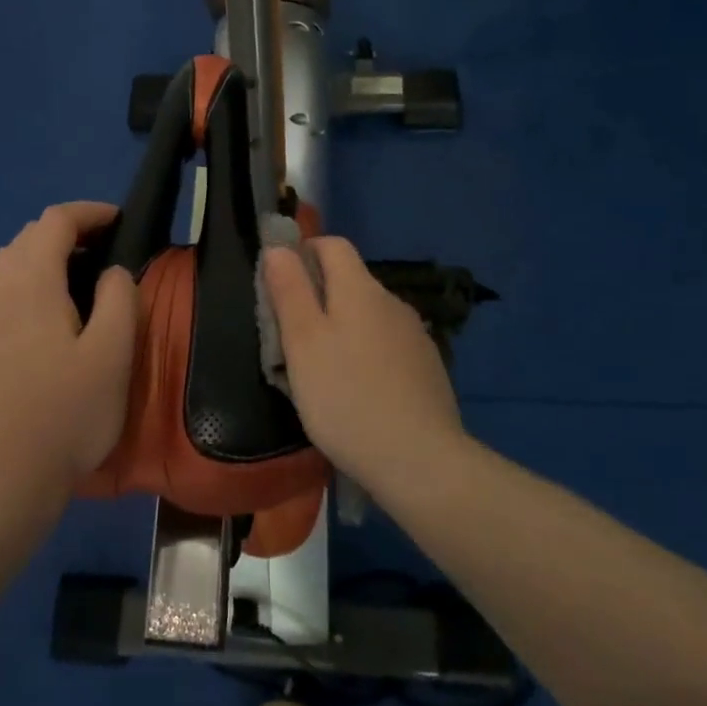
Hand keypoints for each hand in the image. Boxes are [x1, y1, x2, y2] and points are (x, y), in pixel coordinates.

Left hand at [0, 202, 137, 495]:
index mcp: (30, 283)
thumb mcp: (114, 354)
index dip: (88, 213)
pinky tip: (32, 333)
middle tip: (100, 257)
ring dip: (38, 264)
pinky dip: (16, 297)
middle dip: (64, 235)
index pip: (54, 221)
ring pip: (2, 270)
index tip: (118, 222)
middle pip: (25, 240)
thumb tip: (111, 272)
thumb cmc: (67, 414)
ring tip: (69, 290)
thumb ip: (118, 298)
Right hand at [261, 238, 465, 491]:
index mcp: (360, 289)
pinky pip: (386, 345)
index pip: (332, 245)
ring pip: (368, 316)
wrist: (420, 460)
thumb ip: (289, 290)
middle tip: (291, 338)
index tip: (281, 285)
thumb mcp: (303, 343)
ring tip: (321, 371)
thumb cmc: (346, 397)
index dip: (304, 253)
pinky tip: (357, 391)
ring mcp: (415, 335)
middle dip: (318, 297)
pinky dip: (366, 354)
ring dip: (343, 328)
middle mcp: (392, 302)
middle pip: (350, 281)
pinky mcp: (427, 367)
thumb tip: (279, 247)